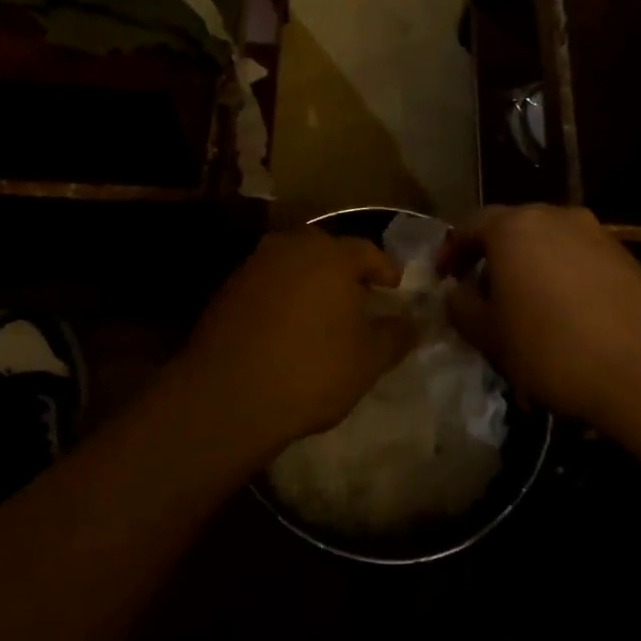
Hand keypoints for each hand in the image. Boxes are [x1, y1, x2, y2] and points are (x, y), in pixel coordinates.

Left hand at [178, 230, 411, 455]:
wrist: (228, 394)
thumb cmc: (311, 370)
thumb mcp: (368, 360)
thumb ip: (396, 335)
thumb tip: (413, 321)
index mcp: (331, 255)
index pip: (367, 251)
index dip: (385, 270)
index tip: (394, 289)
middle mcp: (291, 246)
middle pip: (326, 251)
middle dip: (344, 271)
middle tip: (358, 298)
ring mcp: (255, 264)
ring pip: (293, 264)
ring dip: (309, 282)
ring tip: (321, 313)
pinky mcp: (227, 287)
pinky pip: (266, 283)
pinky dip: (281, 297)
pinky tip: (285, 327)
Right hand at [442, 205, 640, 428]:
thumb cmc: (553, 348)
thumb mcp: (490, 336)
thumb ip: (461, 307)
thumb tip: (455, 292)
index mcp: (513, 226)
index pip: (468, 225)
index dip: (450, 251)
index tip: (442, 279)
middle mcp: (553, 215)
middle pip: (509, 228)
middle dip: (489, 257)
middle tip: (479, 293)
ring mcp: (594, 232)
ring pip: (545, 241)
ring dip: (526, 266)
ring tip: (522, 306)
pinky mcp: (624, 255)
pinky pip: (576, 256)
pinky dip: (559, 275)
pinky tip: (562, 313)